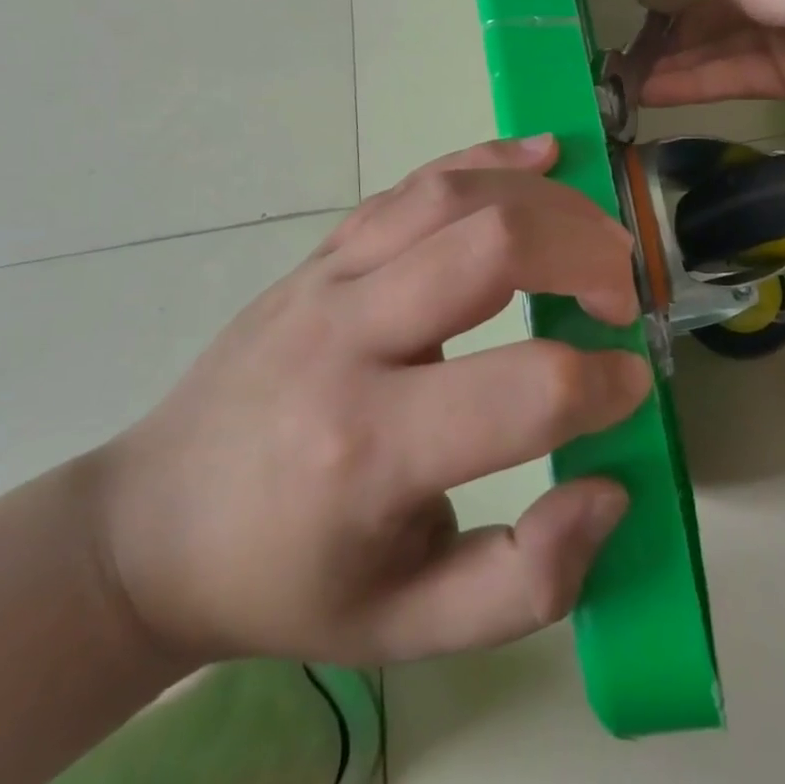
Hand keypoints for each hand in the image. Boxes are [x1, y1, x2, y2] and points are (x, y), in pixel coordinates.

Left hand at [97, 136, 649, 666]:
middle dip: (587, 256)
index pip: (527, 390)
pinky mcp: (323, 251)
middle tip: (621, 291)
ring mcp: (328, 277)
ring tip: (598, 229)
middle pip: (494, 247)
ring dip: (546, 199)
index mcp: (369, 450)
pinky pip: (413, 184)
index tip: (630, 385)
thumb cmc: (286, 580)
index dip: (605, 383)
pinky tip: (540, 154)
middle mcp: (348, 339)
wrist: (155, 523)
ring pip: (454, 195)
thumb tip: (610, 486)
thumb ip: (524, 582)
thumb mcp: (404, 630)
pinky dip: (487, 159)